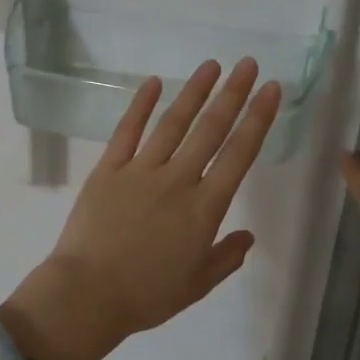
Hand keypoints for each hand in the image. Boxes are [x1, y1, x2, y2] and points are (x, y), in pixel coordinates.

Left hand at [3, 59, 281, 359]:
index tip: (271, 91)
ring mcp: (140, 172)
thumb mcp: (197, 285)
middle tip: (248, 64)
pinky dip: (140, 106)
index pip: (239, 155)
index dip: (258, 120)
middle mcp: (177, 181)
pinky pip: (126, 132)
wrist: (88, 294)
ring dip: (194, 92)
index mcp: (204, 209)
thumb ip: (226, 258)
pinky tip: (153, 83)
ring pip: (172, 124)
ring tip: (211, 65)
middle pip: (210, 130)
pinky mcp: (107, 171)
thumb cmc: (146, 296)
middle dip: (233, 94)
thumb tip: (248, 236)